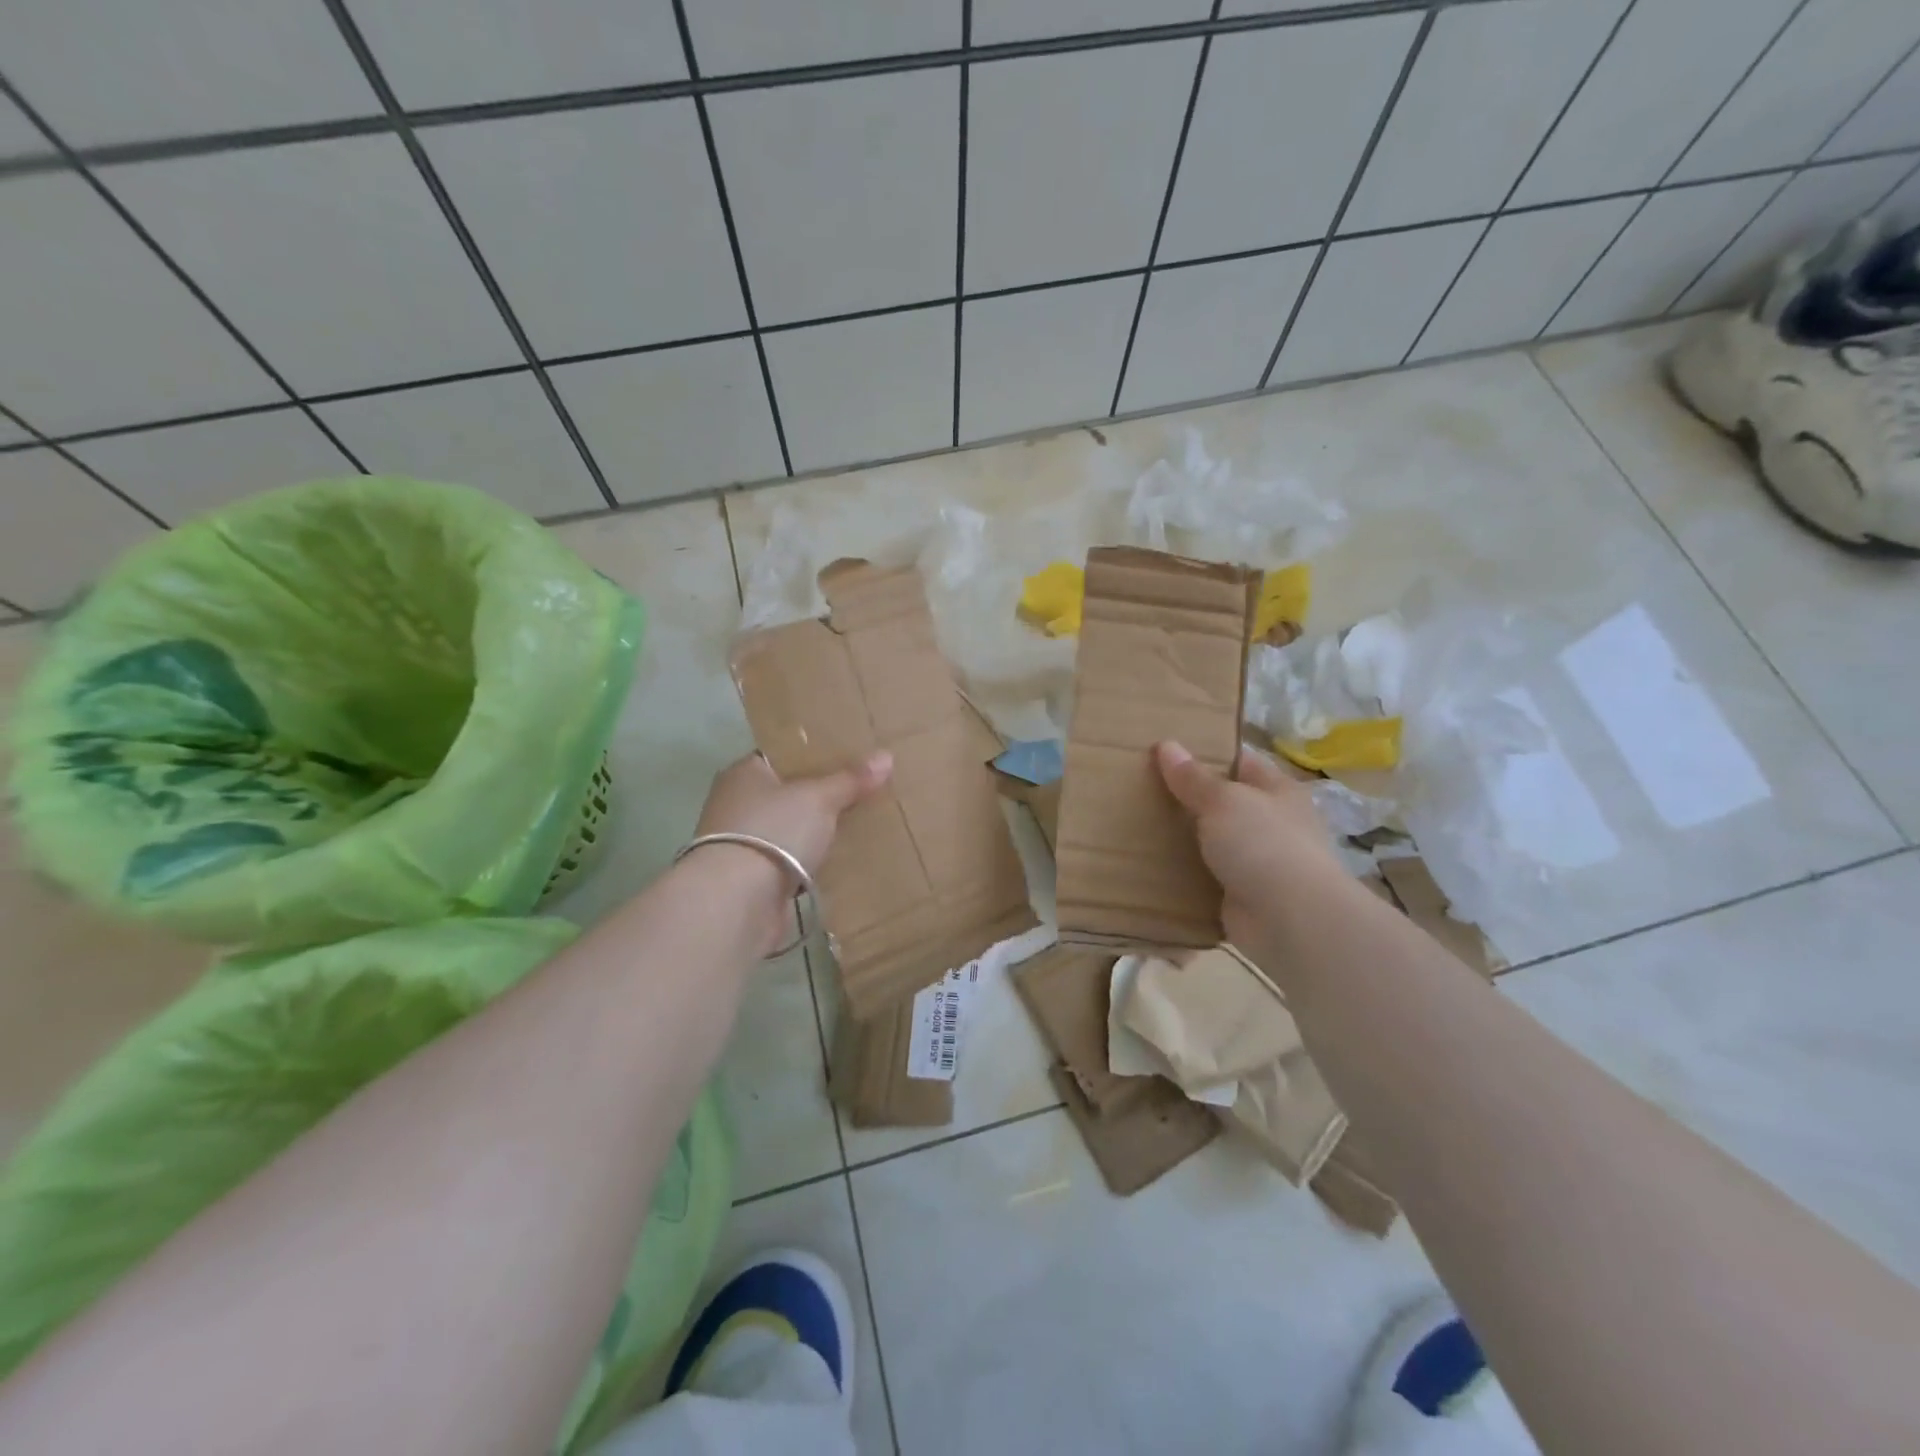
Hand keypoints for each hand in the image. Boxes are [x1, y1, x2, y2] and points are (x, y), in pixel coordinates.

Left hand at [696, 750, 892, 876]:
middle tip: (864, 789)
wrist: (737, 901)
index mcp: (745, 773)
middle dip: (822, 794)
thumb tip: (886, 756)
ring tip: (861, 823)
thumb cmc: (774, 831)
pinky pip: (791, 860)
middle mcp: (737, 803)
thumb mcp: (819, 797)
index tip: (851, 756)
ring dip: (817, 830)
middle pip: (789, 792)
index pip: (783, 754)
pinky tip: (841, 858)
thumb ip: (851, 779)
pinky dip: (811, 860)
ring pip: (791, 828)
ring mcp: (743, 843)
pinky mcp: (752, 878)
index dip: (816, 754)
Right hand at [1155, 740, 1345, 953]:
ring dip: (1184, 839)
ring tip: (1137, 825)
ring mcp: (1259, 863)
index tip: (1165, 752)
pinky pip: (1206, 878)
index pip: (1240, 762)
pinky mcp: (1242, 896)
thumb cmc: (1262, 843)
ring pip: (1213, 842)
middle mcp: (1272, 824)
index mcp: (1278, 792)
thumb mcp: (1223, 800)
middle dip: (1188, 798)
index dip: (1207, 754)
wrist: (1290, 920)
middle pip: (1225, 803)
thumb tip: (1166, 745)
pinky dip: (1184, 875)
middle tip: (1141, 788)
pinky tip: (1151, 866)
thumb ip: (1193, 777)